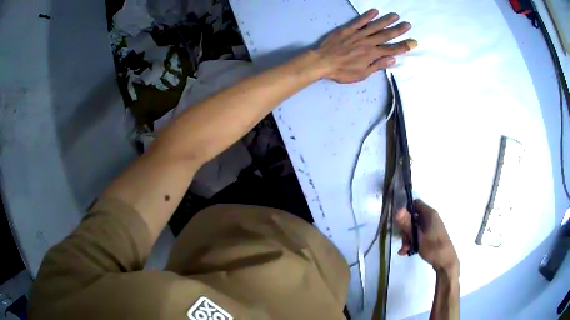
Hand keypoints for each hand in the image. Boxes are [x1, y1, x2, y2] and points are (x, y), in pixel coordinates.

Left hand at [316, 9, 416, 82]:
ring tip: (395, 15)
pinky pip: (360, 21)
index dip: (404, 46)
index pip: (392, 50)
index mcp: (372, 54)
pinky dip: (367, 16)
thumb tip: (393, 60)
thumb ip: (378, 65)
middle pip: (386, 35)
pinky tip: (375, 11)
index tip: (414, 42)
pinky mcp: (348, 29)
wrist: (323, 62)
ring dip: (386, 20)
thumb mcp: (362, 74)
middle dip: (398, 30)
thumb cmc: (343, 71)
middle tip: (408, 24)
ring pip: (375, 26)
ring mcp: (358, 34)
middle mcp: (368, 42)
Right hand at [395, 200, 458, 273]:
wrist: (446, 262)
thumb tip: (397, 210)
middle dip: (406, 230)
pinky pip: (419, 235)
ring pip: (415, 228)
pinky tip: (407, 252)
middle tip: (403, 242)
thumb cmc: (433, 248)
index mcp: (430, 214)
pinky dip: (413, 242)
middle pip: (413, 218)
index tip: (398, 221)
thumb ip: (407, 224)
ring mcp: (431, 227)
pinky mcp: (431, 236)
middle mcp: (431, 218)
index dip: (405, 210)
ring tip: (405, 250)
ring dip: (408, 238)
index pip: (415, 203)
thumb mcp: (417, 236)